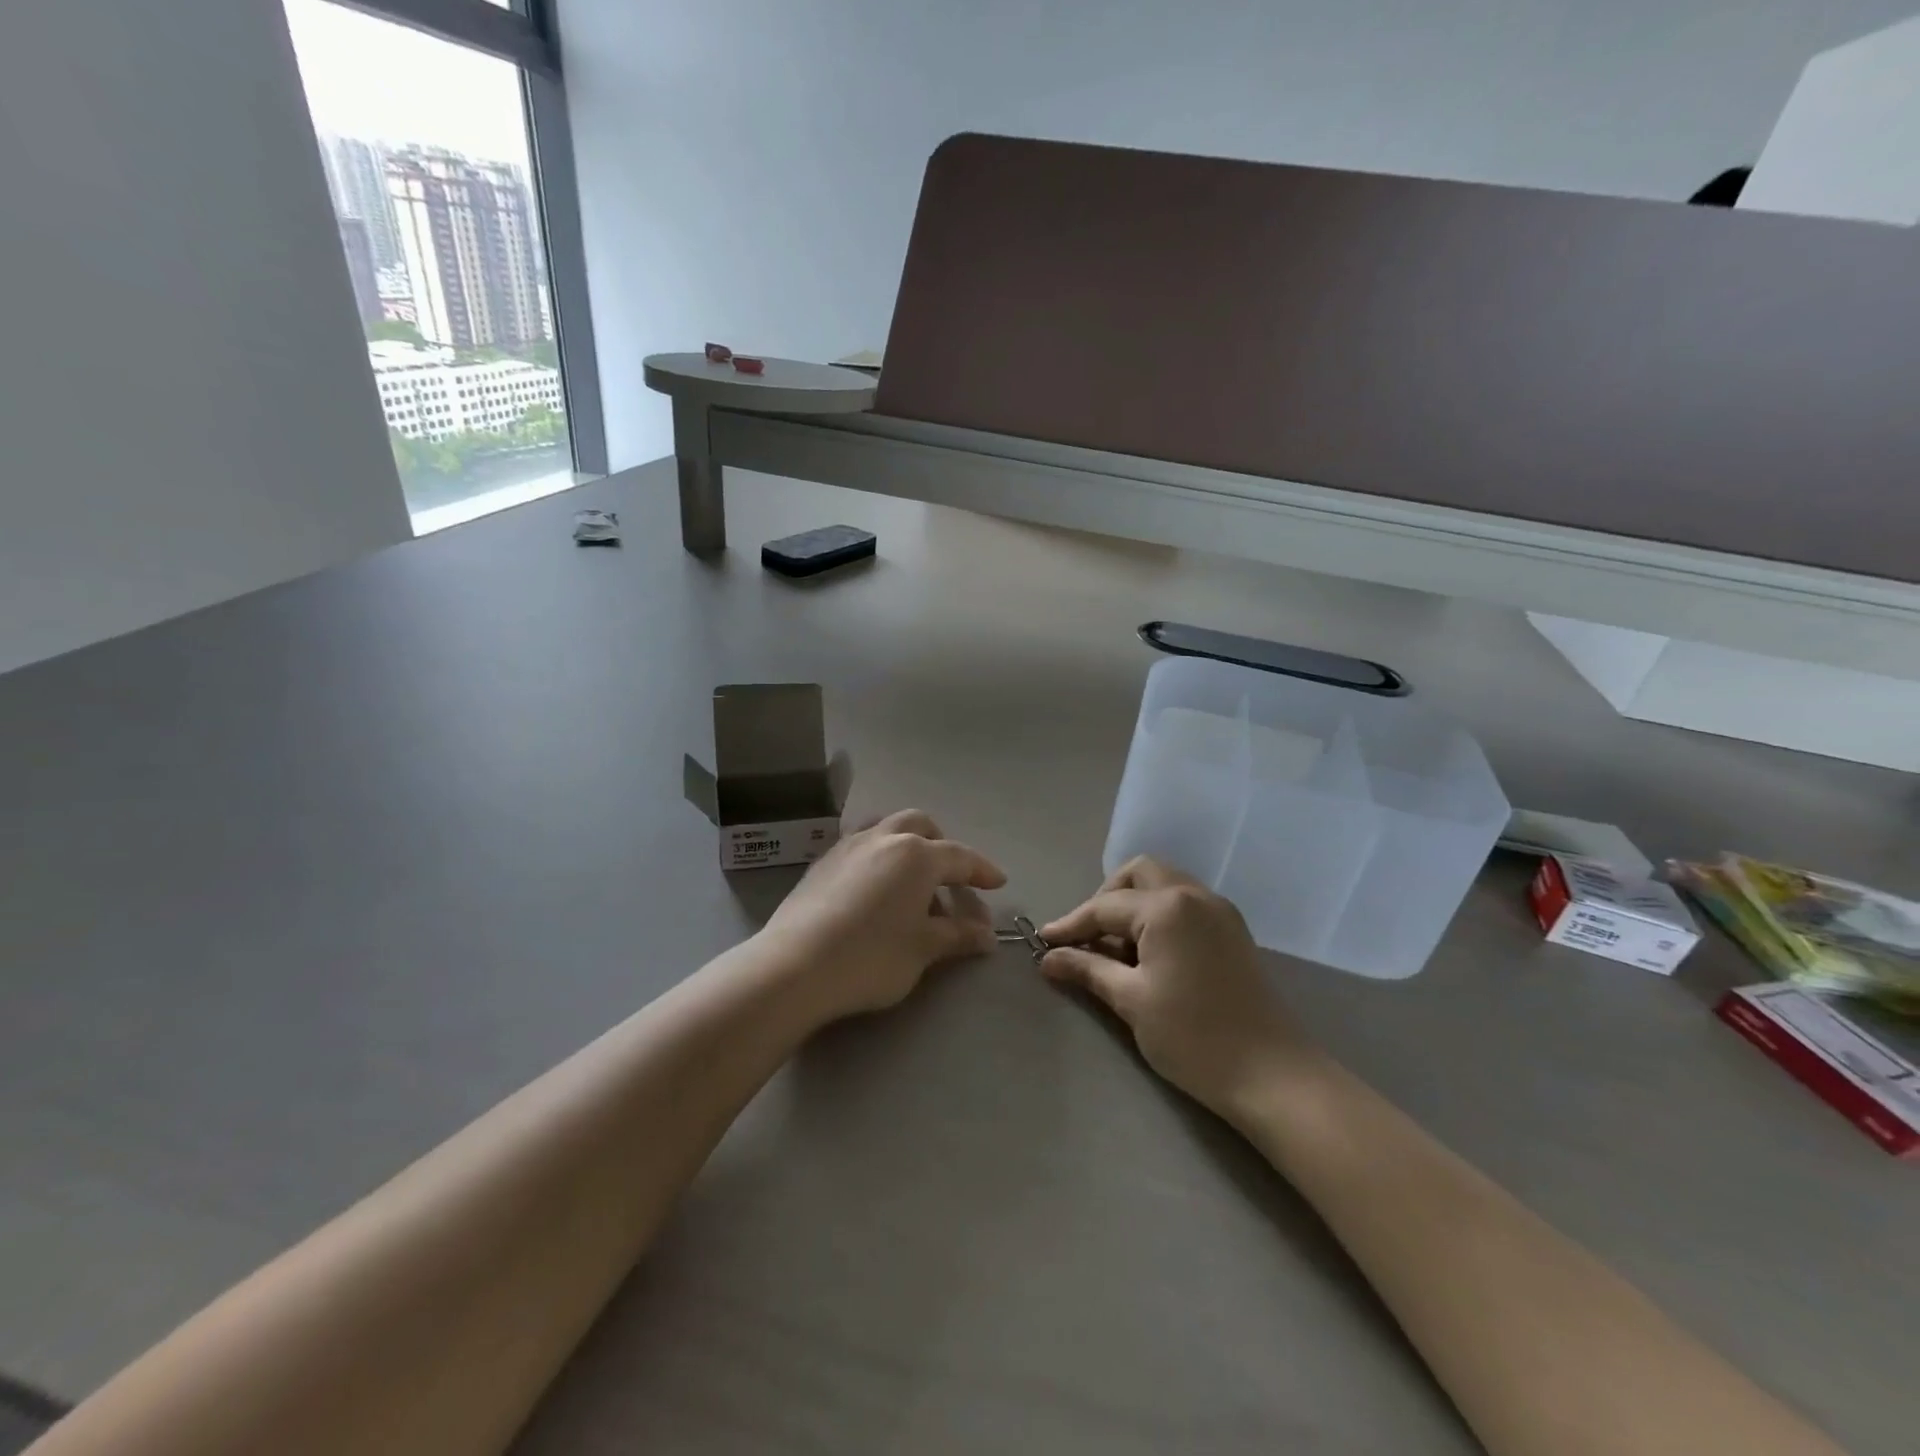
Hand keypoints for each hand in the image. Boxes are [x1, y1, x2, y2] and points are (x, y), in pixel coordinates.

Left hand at [759, 809, 1006, 1022]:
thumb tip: (987, 935)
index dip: (982, 871)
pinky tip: (874, 889)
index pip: (960, 857)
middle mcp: (884, 838)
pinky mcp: (822, 862)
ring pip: (886, 828)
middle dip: (941, 846)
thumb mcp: (922, 949)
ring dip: (906, 845)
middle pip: (920, 826)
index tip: (998, 883)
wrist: (794, 967)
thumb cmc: (871, 957)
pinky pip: (860, 845)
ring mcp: (848, 846)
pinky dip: (878, 857)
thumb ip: (957, 936)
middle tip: (950, 877)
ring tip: (910, 880)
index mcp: (917, 855)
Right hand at [1040, 857, 1307, 1115]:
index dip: (1071, 924)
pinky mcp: (1233, 931)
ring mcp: (1219, 910)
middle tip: (1088, 936)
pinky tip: (1149, 953)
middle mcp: (1194, 895)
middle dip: (1106, 898)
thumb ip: (1087, 969)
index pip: (1105, 906)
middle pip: (1138, 874)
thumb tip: (1049, 957)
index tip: (1044, 942)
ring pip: (1164, 885)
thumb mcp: (1131, 1001)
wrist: (1272, 1075)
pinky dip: (1159, 916)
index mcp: (1167, 907)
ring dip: (1134, 905)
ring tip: (1116, 949)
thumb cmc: (1193, 1037)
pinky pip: (1185, 904)